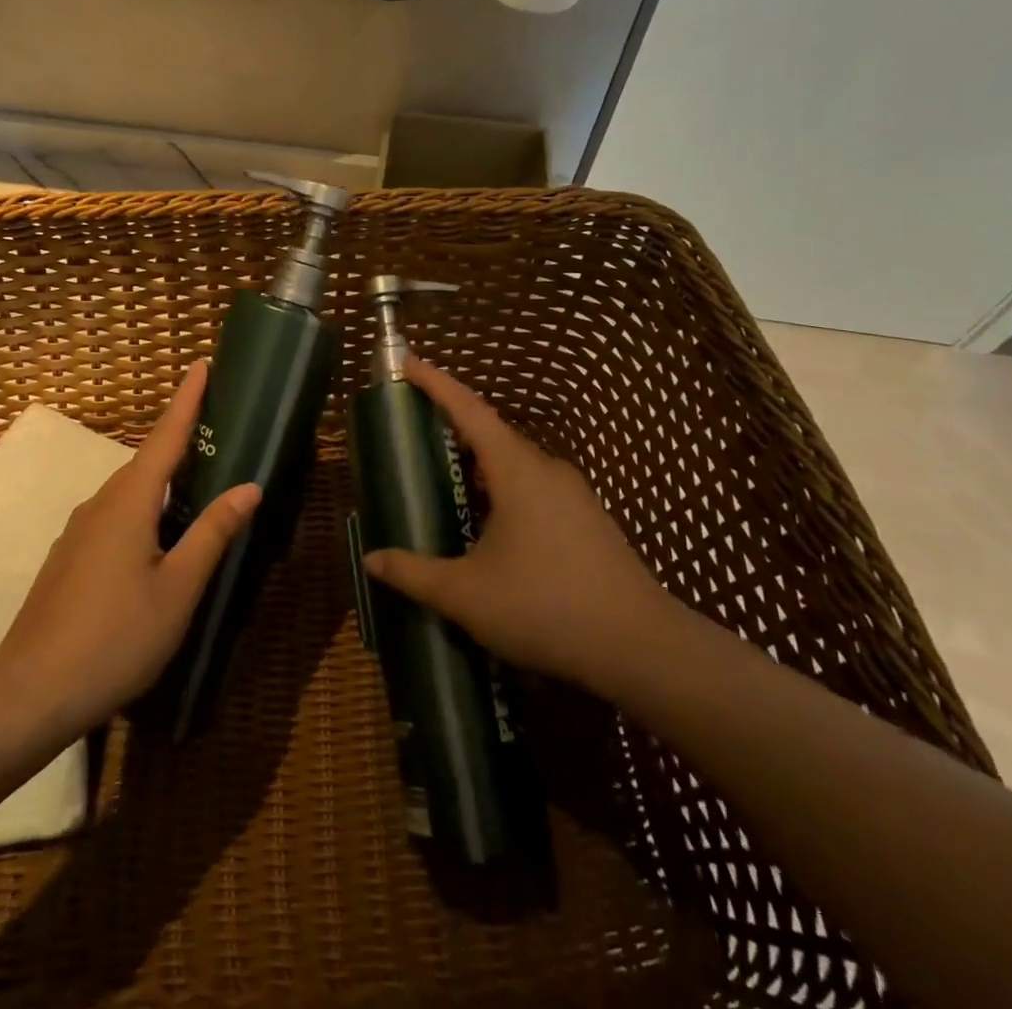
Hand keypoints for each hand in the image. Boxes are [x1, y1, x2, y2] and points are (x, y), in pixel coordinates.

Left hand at [0, 361, 259, 738]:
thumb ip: (213, 533)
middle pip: (146, 461)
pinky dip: (145, 509)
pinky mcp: (70, 557)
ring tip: (197, 480)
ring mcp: (79, 531)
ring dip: (163, 479)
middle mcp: (100, 504)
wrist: (30, 692)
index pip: (165, 437)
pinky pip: (116, 515)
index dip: (186, 400)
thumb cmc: (116, 637)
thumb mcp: (178, 588)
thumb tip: (249, 486)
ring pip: (130, 492)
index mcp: (129, 502)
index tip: (200, 363)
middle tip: (216, 426)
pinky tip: (159, 536)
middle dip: (180, 439)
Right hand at [363, 359, 677, 697]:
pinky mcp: (589, 521)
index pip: (468, 410)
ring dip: (480, 466)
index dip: (436, 383)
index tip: (408, 362)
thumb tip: (371, 560)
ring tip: (448, 483)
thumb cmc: (544, 607)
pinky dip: (504, 491)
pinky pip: (535, 489)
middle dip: (454, 428)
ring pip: (516, 466)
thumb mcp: (466, 595)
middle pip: (492, 435)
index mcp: (516, 470)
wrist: (640, 648)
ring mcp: (574, 495)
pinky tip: (493, 529)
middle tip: (417, 433)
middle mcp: (547, 470)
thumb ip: (414, 573)